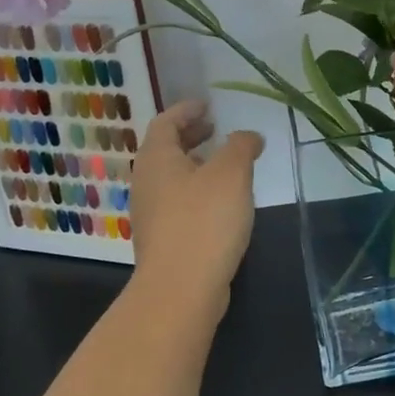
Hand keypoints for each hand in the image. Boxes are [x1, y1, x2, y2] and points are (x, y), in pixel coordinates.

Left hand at [128, 100, 263, 319]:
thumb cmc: (204, 221)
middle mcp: (146, 182)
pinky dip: (196, 190)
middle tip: (214, 129)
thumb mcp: (231, 174)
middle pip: (165, 149)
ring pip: (171, 177)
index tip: (207, 105)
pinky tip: (220, 203)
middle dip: (190, 136)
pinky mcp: (161, 239)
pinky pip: (177, 201)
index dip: (186, 110)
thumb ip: (241, 146)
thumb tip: (248, 136)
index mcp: (156, 158)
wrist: (180, 290)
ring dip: (194, 164)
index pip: (165, 122)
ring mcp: (150, 213)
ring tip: (223, 164)